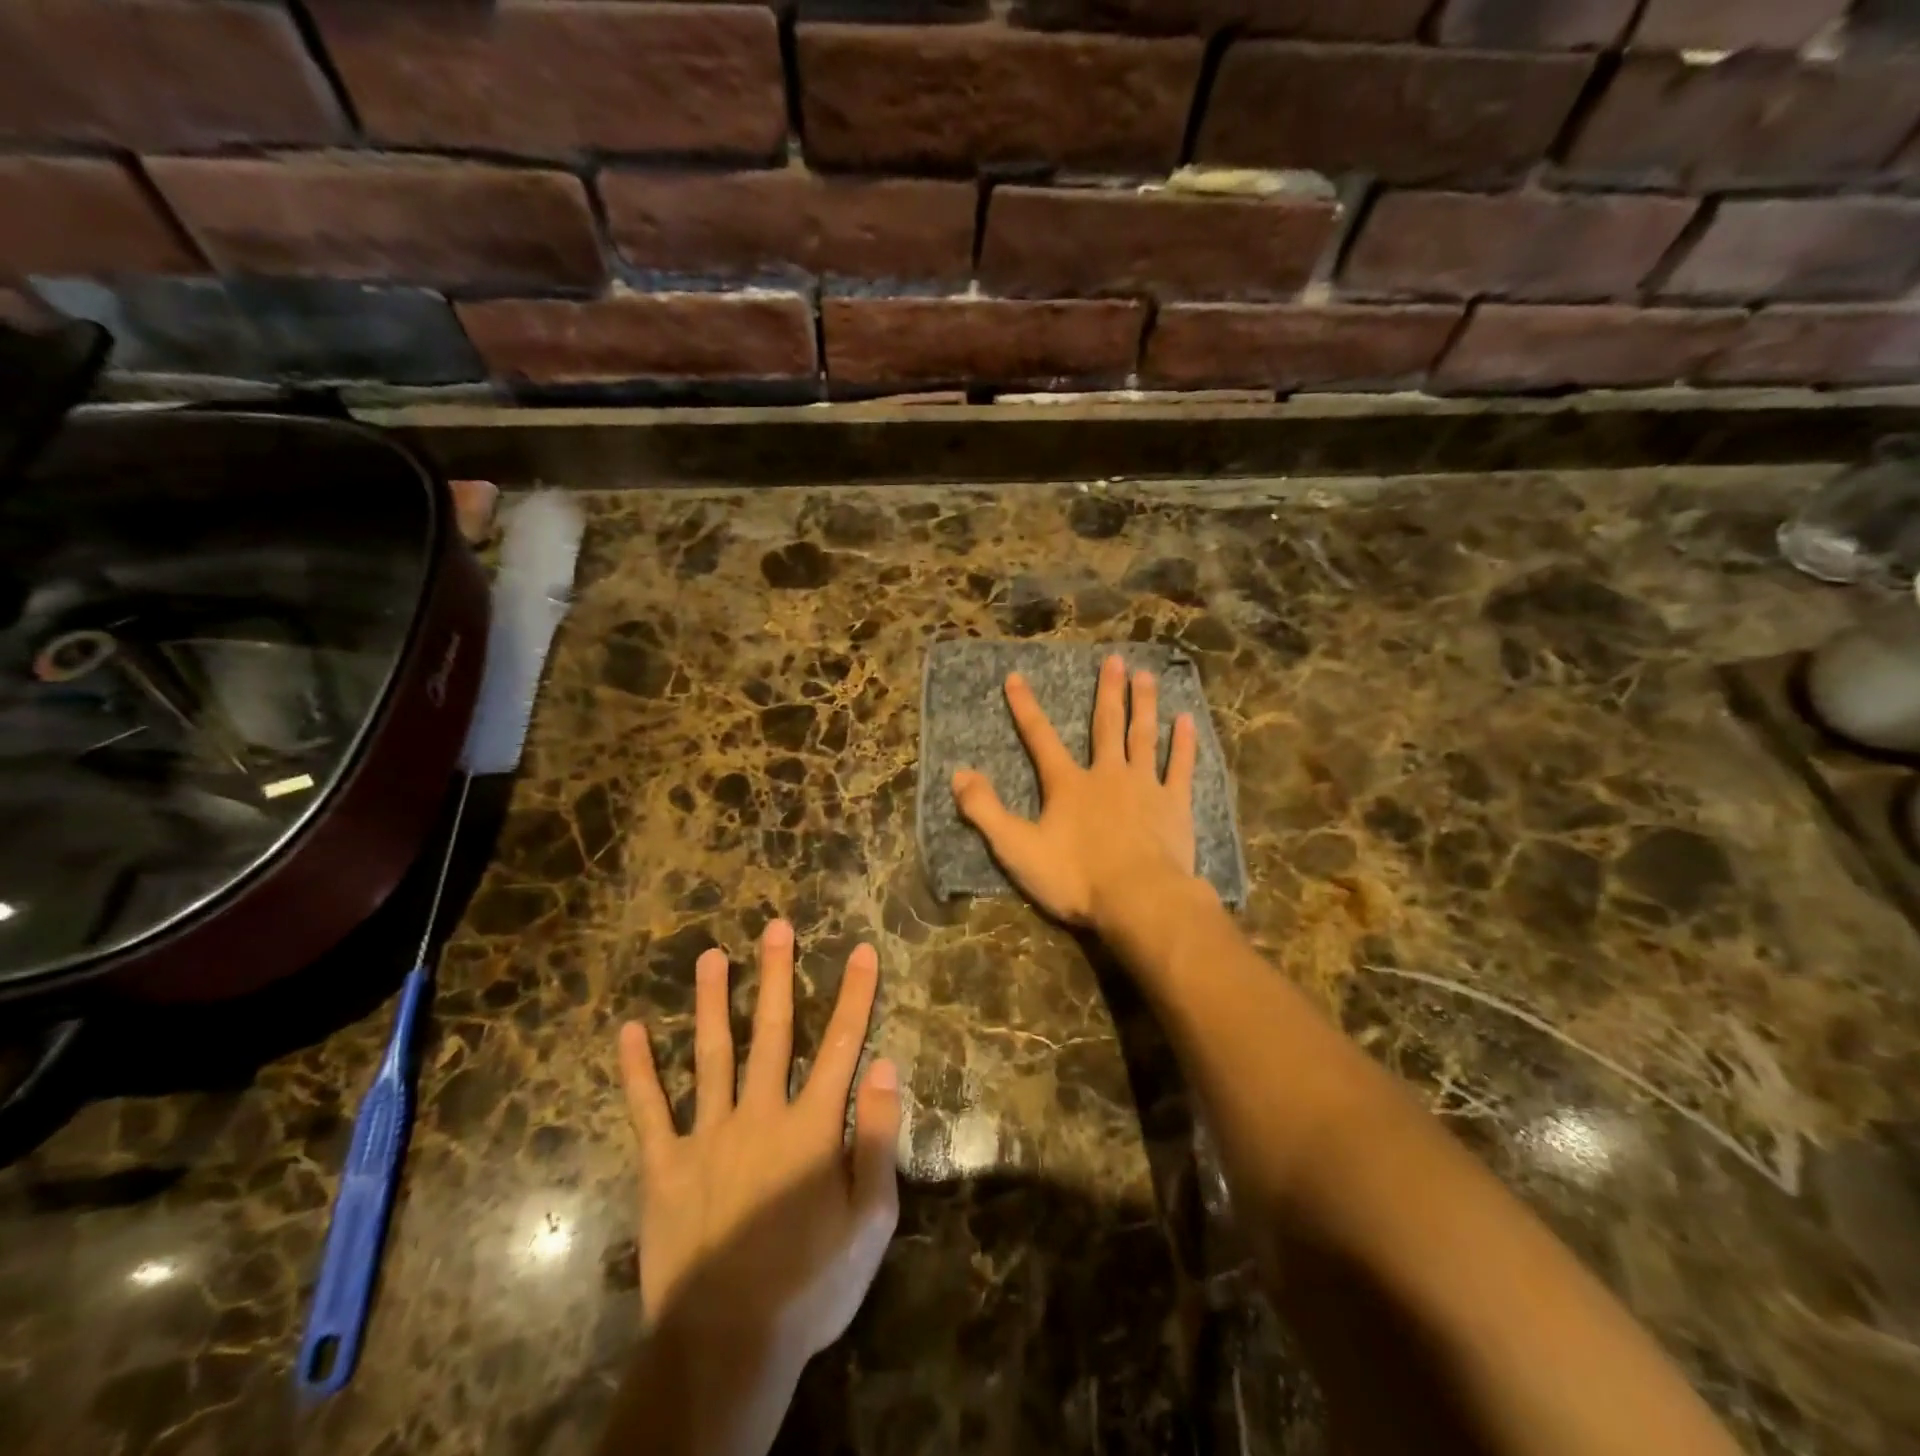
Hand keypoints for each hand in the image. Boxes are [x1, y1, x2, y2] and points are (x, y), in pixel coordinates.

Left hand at [617, 919, 899, 1374]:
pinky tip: (630, 1030)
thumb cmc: (811, 1284)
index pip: (842, 1046)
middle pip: (773, 1032)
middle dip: (777, 976)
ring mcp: (707, 1136)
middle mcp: (760, 1114)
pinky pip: (648, 1110)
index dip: (855, 996)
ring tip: (711, 955)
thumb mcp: (870, 1219)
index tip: (862, 951)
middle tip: (775, 927)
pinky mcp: (664, 1166)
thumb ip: (877, 1138)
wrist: (727, 1346)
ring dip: (713, 1002)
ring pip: (711, 1054)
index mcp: (811, 1127)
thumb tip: (885, 1066)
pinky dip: (637, 1070)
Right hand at [951, 653, 1199, 931]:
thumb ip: (985, 810)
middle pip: (1106, 725)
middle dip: (1107, 691)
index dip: (1025, 707)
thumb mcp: (1017, 848)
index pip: (1040, 738)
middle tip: (1115, 659)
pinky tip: (1187, 719)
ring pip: (1143, 736)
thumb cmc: (1076, 877)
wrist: (1139, 900)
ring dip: (1144, 704)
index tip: (1016, 677)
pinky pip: (1179, 766)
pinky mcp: (1175, 805)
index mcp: (1068, 785)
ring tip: (1146, 674)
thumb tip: (958, 774)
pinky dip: (1183, 743)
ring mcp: (1145, 787)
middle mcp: (1107, 775)